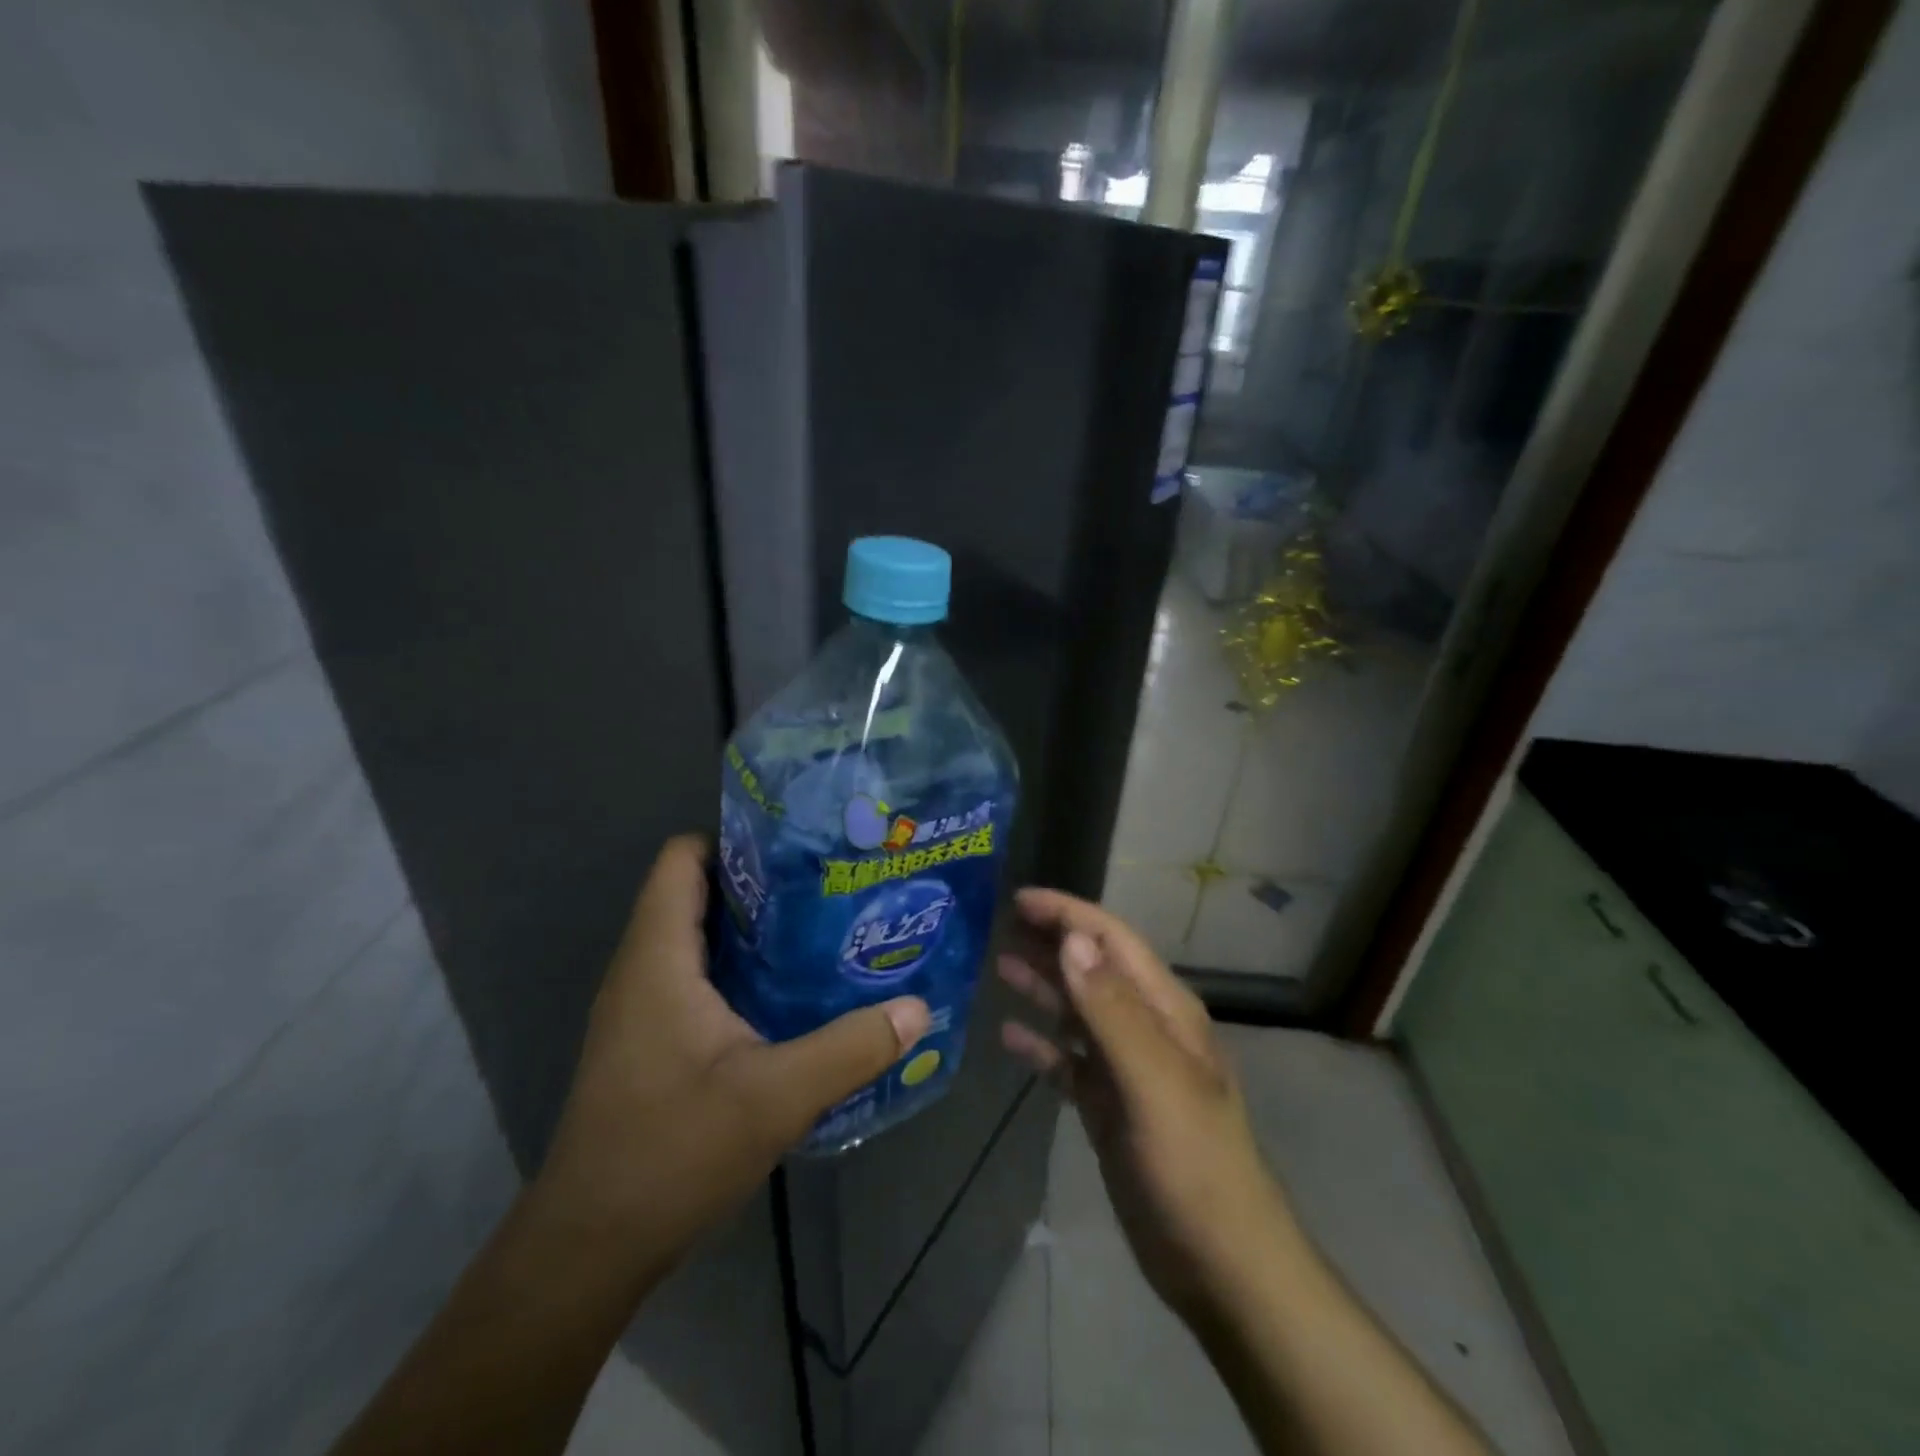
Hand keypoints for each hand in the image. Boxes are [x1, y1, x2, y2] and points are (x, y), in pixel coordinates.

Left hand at [534, 835, 930, 1271]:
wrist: (589, 1248)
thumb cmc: (671, 1155)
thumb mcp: (775, 1098)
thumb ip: (850, 1047)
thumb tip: (917, 1008)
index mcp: (658, 959)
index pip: (682, 858)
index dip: (736, 838)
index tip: (801, 846)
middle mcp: (643, 970)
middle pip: (698, 892)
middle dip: (763, 882)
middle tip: (832, 884)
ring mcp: (643, 1007)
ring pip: (701, 938)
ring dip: (756, 929)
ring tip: (826, 928)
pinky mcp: (651, 1039)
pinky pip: (698, 977)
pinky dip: (743, 969)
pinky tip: (794, 992)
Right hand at [998, 888, 1294, 1319]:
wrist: (1221, 1265)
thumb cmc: (1193, 1164)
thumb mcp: (1154, 1081)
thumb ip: (1112, 1009)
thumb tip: (1072, 939)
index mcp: (1165, 1010)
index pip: (1112, 941)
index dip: (1068, 914)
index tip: (1020, 899)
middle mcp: (1146, 1028)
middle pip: (1092, 969)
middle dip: (1051, 942)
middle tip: (998, 924)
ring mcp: (1127, 1069)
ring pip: (1077, 1012)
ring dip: (1042, 986)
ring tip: (998, 964)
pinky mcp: (1110, 1107)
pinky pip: (1069, 1062)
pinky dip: (1041, 1044)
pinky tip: (1009, 1036)